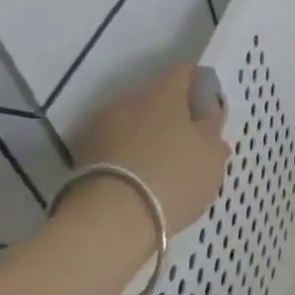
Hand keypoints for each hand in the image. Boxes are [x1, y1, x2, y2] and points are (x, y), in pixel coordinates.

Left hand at [74, 63, 229, 236]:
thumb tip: (208, 112)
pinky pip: (115, 147)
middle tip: (188, 142)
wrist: (111, 222)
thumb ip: (212, 128)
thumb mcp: (212, 155)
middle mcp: (129, 101)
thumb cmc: (174, 178)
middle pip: (155, 99)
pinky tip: (141, 180)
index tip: (208, 108)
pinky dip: (128, 157)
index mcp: (164, 93)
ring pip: (133, 123)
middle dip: (171, 115)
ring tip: (163, 166)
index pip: (183, 72)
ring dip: (147, 136)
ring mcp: (101, 128)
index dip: (198, 86)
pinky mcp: (82, 157)